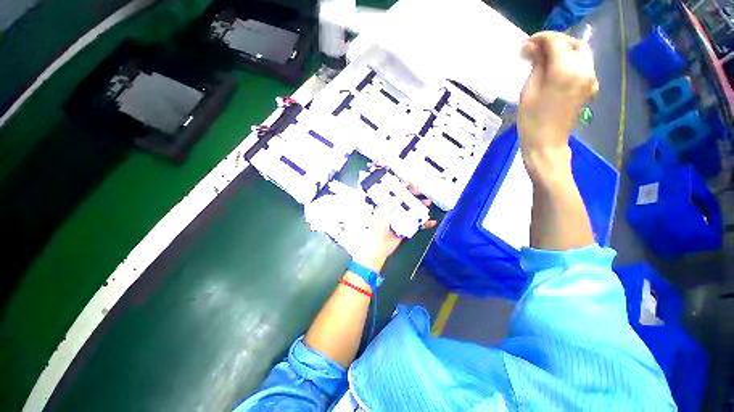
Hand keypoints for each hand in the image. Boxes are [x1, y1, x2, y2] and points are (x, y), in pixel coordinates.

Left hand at [353, 187, 435, 271]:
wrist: (379, 246)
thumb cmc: (378, 227)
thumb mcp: (383, 210)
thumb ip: (393, 201)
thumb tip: (403, 193)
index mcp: (386, 206)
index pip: (396, 194)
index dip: (404, 188)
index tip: (412, 184)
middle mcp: (394, 211)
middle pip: (406, 201)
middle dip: (415, 196)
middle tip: (422, 192)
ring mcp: (401, 220)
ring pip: (413, 211)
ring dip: (421, 207)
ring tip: (428, 203)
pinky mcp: (406, 229)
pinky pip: (417, 224)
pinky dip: (425, 223)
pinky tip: (431, 221)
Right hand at [518, 31, 597, 178]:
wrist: (546, 144)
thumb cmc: (531, 120)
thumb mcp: (528, 90)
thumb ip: (535, 64)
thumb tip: (531, 46)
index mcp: (566, 70)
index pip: (556, 41)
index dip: (541, 38)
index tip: (526, 44)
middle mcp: (584, 70)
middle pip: (573, 43)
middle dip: (555, 42)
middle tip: (536, 50)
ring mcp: (590, 79)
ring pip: (580, 53)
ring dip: (563, 51)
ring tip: (544, 59)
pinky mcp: (590, 87)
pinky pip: (582, 66)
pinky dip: (570, 62)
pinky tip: (555, 70)